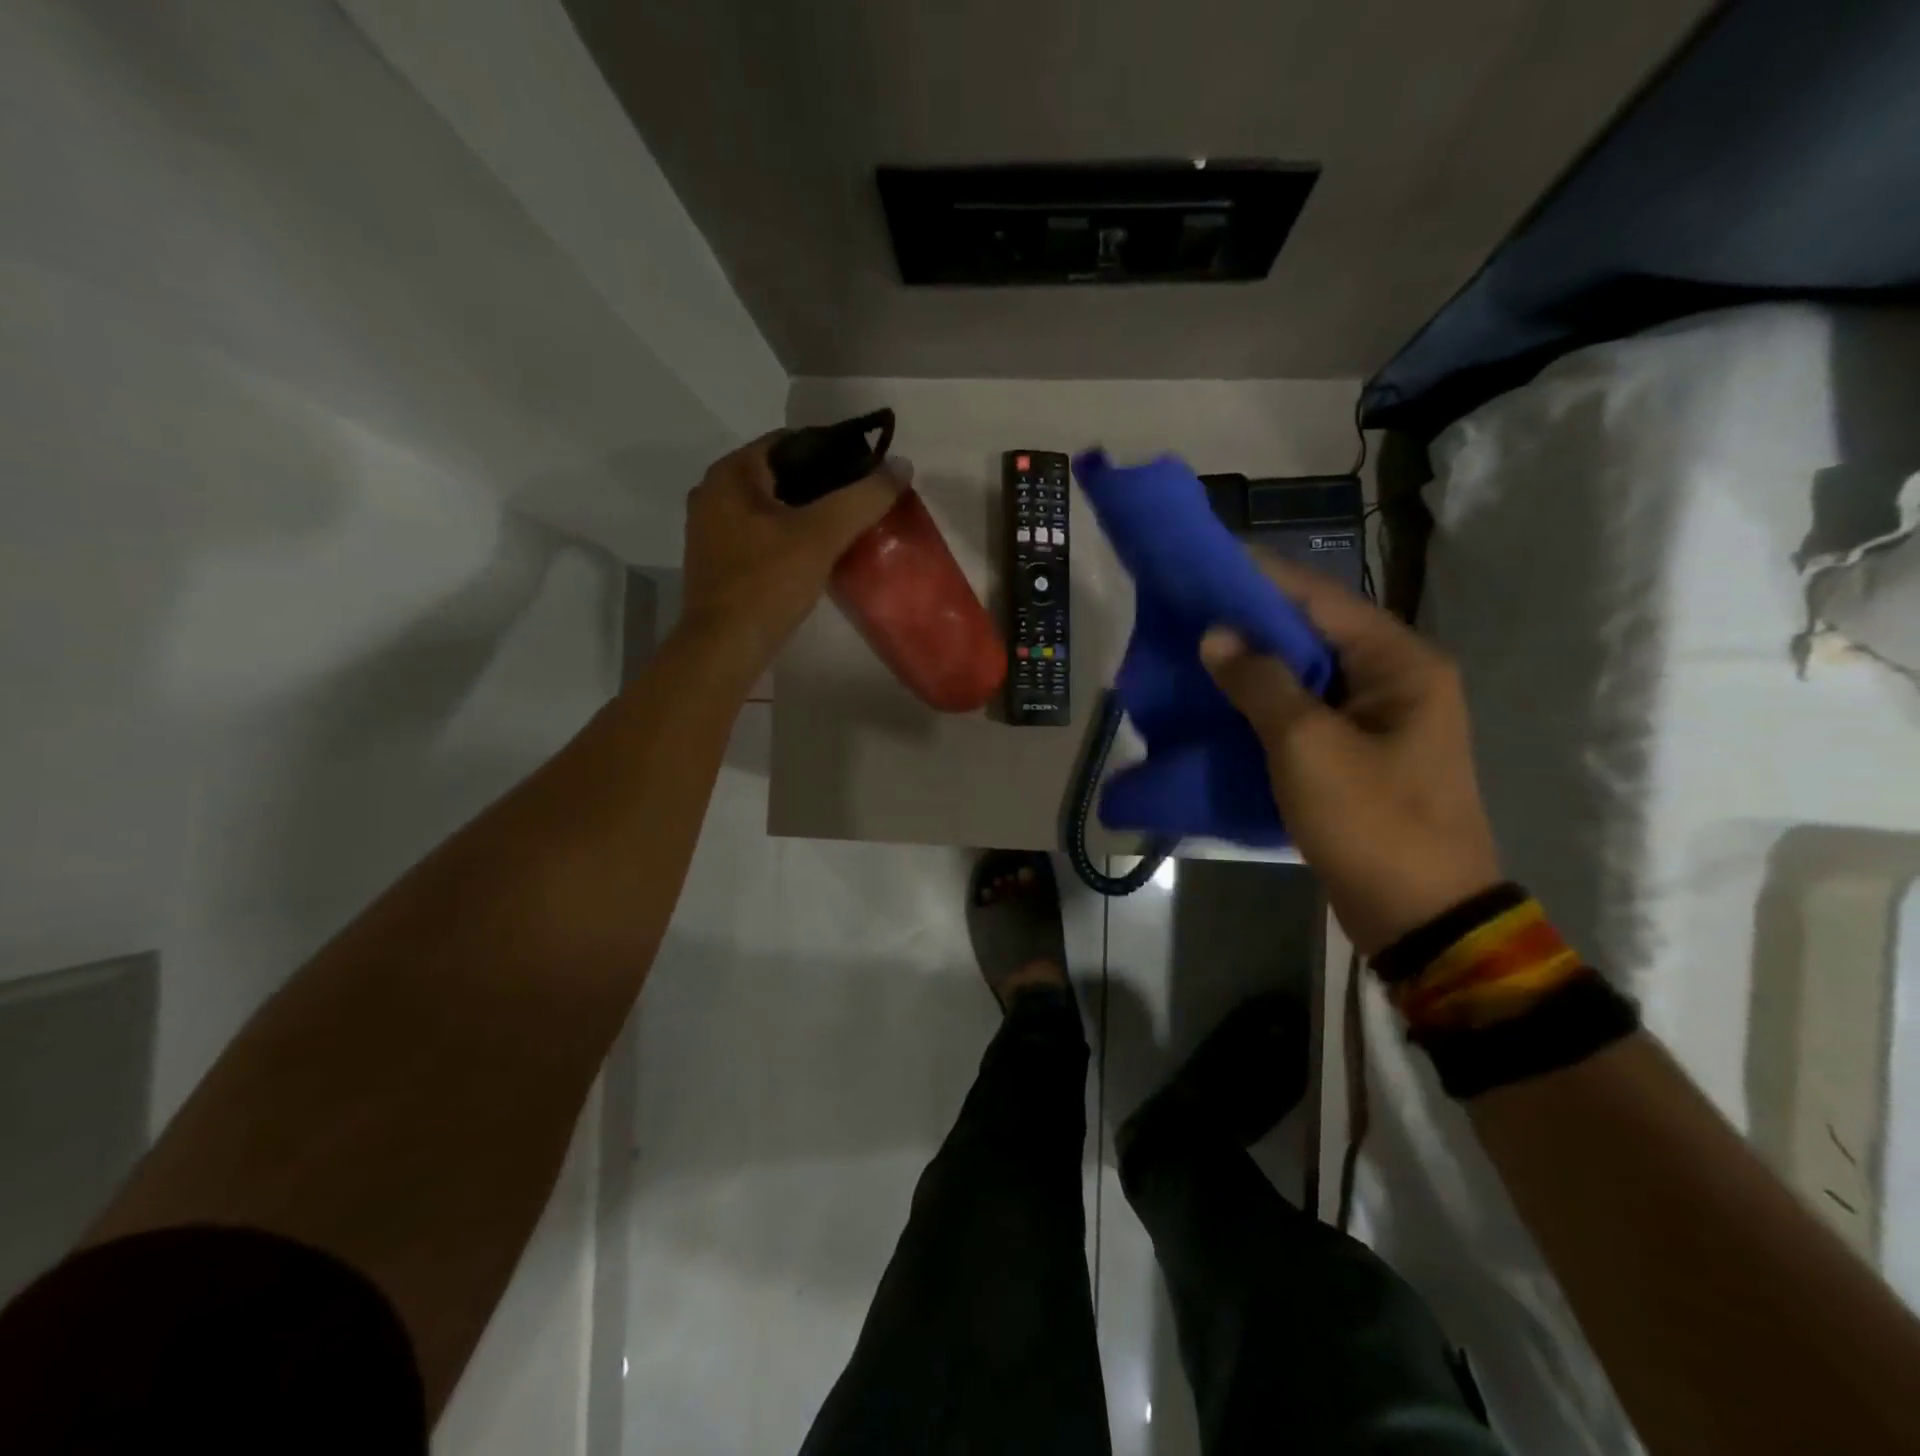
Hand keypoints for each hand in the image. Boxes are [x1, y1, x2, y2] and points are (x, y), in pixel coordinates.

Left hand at [678, 434, 902, 668]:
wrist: (724, 648)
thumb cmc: (767, 583)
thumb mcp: (822, 535)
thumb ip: (863, 498)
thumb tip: (901, 466)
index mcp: (730, 474)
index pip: (788, 441)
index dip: (833, 449)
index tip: (868, 468)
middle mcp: (713, 493)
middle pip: (780, 473)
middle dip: (823, 482)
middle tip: (864, 498)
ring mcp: (712, 529)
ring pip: (771, 506)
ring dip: (808, 511)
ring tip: (848, 524)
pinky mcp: (720, 561)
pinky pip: (762, 533)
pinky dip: (791, 535)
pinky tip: (818, 552)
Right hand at [1200, 555, 1502, 954]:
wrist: (1421, 917)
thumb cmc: (1371, 821)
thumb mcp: (1307, 746)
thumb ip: (1260, 683)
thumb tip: (1216, 636)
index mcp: (1400, 663)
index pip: (1319, 599)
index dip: (1259, 579)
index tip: (1202, 567)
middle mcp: (1396, 679)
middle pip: (1312, 633)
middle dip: (1249, 624)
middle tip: (1187, 615)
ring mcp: (1379, 720)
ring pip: (1305, 675)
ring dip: (1253, 667)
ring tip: (1194, 655)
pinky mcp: (1359, 756)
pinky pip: (1305, 714)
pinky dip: (1264, 706)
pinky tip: (1221, 705)